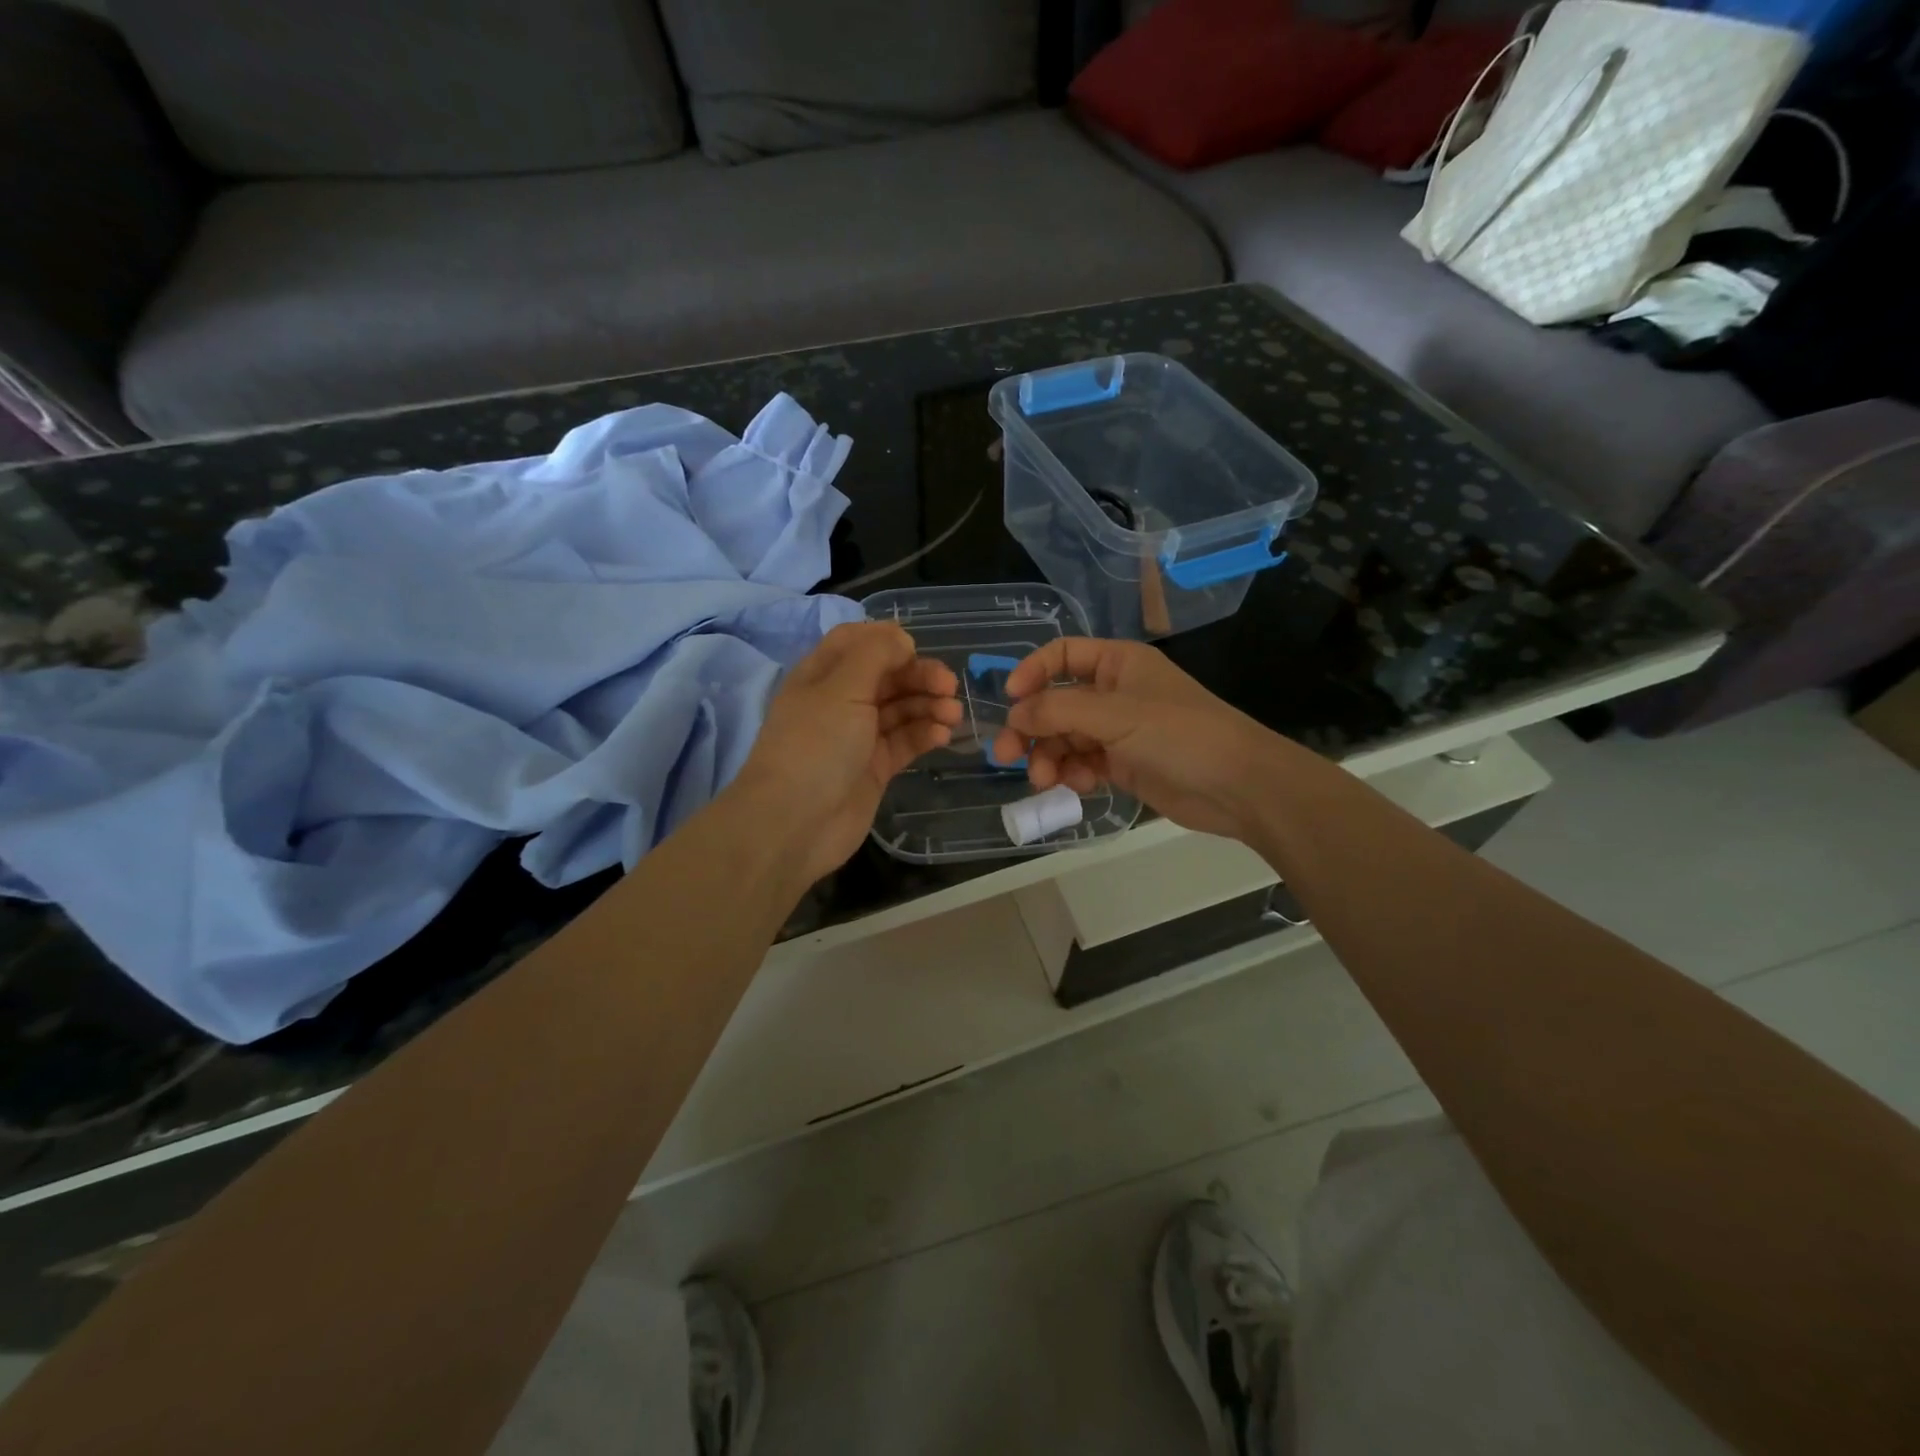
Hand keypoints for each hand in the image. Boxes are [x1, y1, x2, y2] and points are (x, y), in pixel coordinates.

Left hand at [734, 621, 961, 882]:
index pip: (857, 642)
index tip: (916, 649)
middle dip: (919, 676)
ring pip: (900, 709)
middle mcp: (840, 702)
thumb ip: (875, 655)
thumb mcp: (842, 688)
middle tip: (949, 686)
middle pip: (886, 676)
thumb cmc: (815, 745)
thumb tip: (902, 639)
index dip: (888, 641)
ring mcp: (858, 736)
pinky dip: (924, 734)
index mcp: (822, 675)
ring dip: (928, 706)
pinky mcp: (875, 768)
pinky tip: (942, 735)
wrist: (795, 823)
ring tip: (953, 714)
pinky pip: (905, 742)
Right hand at [990, 638, 1283, 841]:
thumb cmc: (1179, 734)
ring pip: (1066, 738)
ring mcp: (1119, 731)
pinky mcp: (1124, 765)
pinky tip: (1079, 786)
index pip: (1062, 655)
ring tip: (1045, 781)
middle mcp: (1115, 693)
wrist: (1239, 786)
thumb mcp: (1115, 714)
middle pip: (1057, 703)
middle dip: (1032, 729)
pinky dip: (1073, 774)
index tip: (1010, 700)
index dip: (1032, 673)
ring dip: (1049, 757)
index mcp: (1118, 663)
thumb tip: (1014, 714)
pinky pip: (1083, 763)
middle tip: (1007, 757)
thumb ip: (1058, 710)